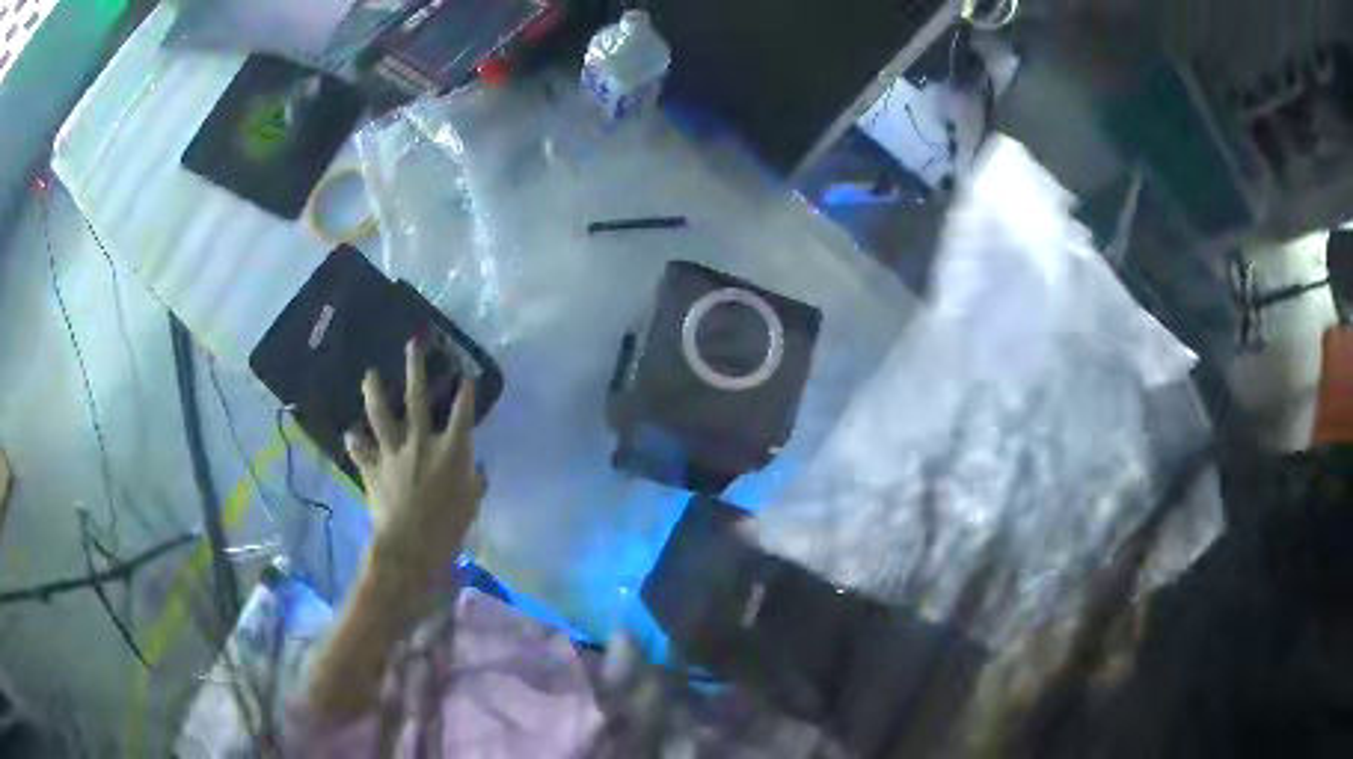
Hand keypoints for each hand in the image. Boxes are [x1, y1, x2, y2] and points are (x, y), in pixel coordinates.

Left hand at [344, 339, 485, 584]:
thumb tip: (477, 470)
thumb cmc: (448, 529)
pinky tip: (351, 432)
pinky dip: (355, 441)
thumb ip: (475, 483)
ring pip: (380, 414)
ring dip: (374, 391)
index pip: (462, 412)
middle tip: (412, 344)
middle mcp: (420, 441)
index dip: (466, 391)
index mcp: (451, 450)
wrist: (409, 546)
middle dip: (415, 368)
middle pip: (417, 397)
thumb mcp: (471, 506)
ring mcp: (392, 452)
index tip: (466, 375)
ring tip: (369, 374)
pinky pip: (360, 449)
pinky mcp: (372, 468)